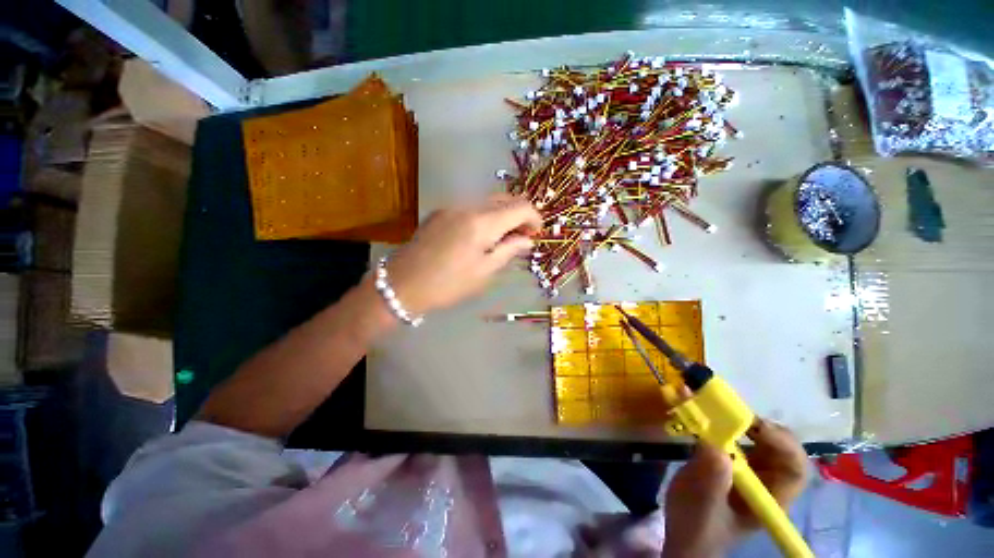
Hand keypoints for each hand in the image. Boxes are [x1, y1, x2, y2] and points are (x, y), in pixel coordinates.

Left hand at [383, 194, 540, 314]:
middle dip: (520, 214)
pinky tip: (482, 234)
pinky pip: (471, 206)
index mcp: (482, 223)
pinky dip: (485, 215)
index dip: (534, 217)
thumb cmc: (448, 284)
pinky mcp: (440, 212)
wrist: (402, 284)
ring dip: (502, 214)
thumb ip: (509, 251)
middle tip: (523, 236)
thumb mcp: (484, 272)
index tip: (537, 233)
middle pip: (505, 199)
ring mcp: (451, 206)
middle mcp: (468, 206)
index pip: (520, 207)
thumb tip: (527, 240)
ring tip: (504, 237)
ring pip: (487, 201)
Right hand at [662, 419, 808, 557]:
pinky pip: (729, 435)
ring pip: (756, 437)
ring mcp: (747, 468)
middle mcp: (766, 479)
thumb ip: (713, 479)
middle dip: (759, 425)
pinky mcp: (726, 458)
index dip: (782, 444)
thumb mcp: (704, 506)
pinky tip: (700, 410)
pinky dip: (717, 419)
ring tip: (713, 405)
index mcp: (771, 497)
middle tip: (731, 411)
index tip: (753, 426)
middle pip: (779, 446)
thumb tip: (716, 445)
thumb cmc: (698, 528)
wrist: (683, 533)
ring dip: (737, 418)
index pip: (794, 468)